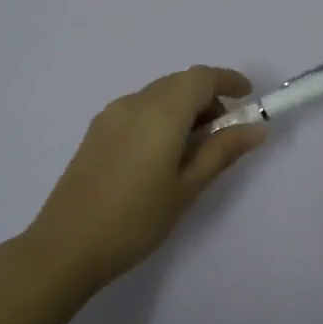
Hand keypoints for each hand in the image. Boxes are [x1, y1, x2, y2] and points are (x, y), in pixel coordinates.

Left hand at [25, 65, 266, 294]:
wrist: (67, 245)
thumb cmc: (136, 219)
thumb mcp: (187, 188)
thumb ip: (221, 152)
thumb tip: (255, 129)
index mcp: (160, 112)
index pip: (201, 78)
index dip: (227, 80)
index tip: (248, 97)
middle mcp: (134, 103)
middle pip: (178, 83)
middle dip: (207, 97)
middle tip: (225, 132)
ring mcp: (110, 115)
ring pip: (157, 95)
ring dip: (183, 108)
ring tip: (195, 148)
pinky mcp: (96, 131)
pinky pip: (138, 109)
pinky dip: (160, 117)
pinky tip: (163, 154)